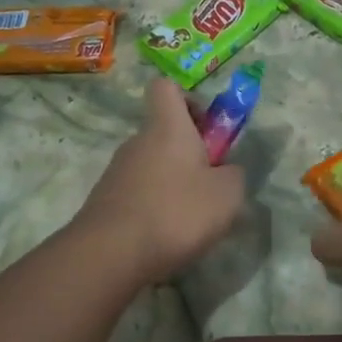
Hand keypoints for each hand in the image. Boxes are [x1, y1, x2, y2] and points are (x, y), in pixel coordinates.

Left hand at [76, 77, 245, 283]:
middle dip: (190, 152)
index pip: (166, 87)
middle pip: (163, 132)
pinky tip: (167, 235)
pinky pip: (139, 193)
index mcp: (167, 128)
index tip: (207, 127)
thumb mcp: (227, 195)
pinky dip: (156, 207)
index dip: (188, 99)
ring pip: (153, 165)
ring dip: (174, 183)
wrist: (111, 254)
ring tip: (192, 219)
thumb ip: (234, 175)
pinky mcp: (106, 201)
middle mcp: (137, 142)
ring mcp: (117, 172)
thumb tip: (227, 171)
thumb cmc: (176, 212)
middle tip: (212, 184)